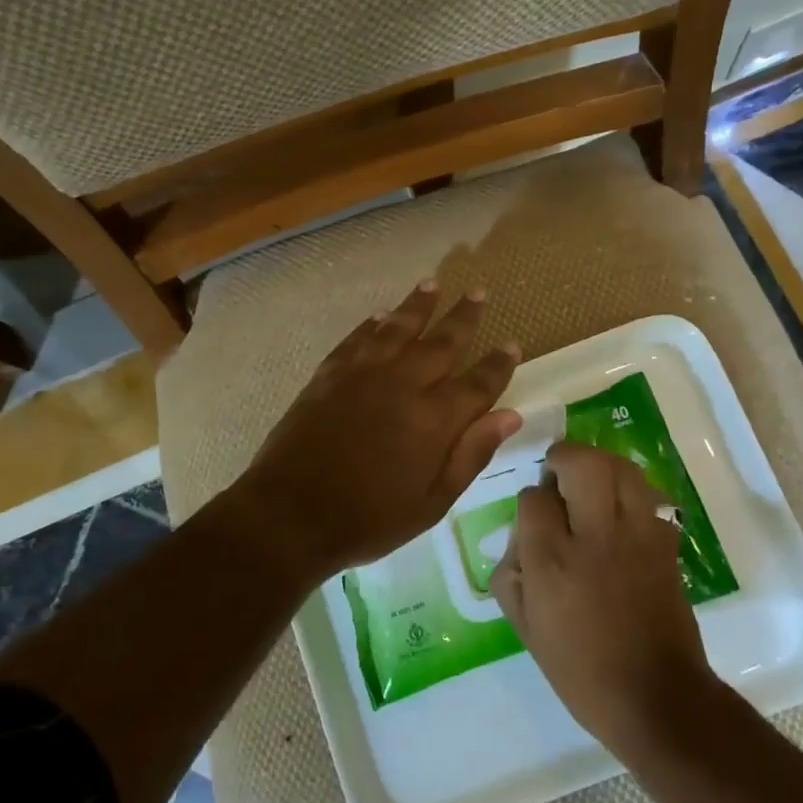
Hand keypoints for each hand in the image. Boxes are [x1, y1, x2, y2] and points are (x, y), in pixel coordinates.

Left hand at [233, 280, 521, 579]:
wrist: (291, 514)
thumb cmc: (369, 519)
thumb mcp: (432, 502)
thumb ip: (471, 454)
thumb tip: (510, 416)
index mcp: (435, 419)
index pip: (478, 382)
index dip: (497, 364)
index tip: (511, 343)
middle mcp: (403, 384)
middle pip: (441, 342)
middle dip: (463, 317)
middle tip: (477, 292)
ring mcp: (363, 374)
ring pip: (397, 328)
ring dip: (417, 305)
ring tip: (432, 284)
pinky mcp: (329, 375)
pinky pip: (357, 339)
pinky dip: (372, 324)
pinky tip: (379, 315)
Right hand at [490, 441, 716, 753]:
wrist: (655, 697)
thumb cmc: (580, 668)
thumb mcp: (525, 628)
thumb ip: (510, 573)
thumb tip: (520, 535)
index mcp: (553, 560)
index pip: (535, 498)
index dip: (532, 499)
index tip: (535, 515)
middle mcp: (595, 536)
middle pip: (582, 463)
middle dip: (565, 457)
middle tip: (558, 474)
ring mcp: (637, 536)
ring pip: (621, 468)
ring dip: (601, 464)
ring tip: (590, 481)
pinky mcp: (666, 543)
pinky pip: (649, 494)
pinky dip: (631, 490)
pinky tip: (620, 509)